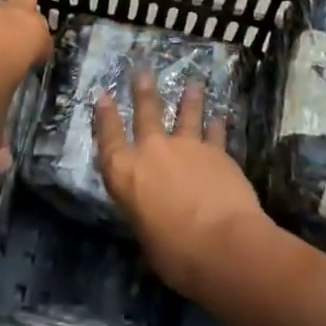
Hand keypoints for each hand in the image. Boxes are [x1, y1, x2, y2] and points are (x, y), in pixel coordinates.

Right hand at [94, 71, 273, 299]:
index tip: (102, 95)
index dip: (105, 116)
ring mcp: (187, 147)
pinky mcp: (217, 152)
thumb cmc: (175, 253)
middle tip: (143, 71)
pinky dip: (217, 125)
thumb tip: (155, 212)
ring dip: (189, 99)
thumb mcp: (146, 235)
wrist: (222, 243)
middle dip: (143, 91)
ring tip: (193, 84)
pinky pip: (215, 133)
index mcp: (125, 174)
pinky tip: (220, 116)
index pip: (109, 139)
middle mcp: (152, 152)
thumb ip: (147, 214)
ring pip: (186, 115)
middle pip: (146, 113)